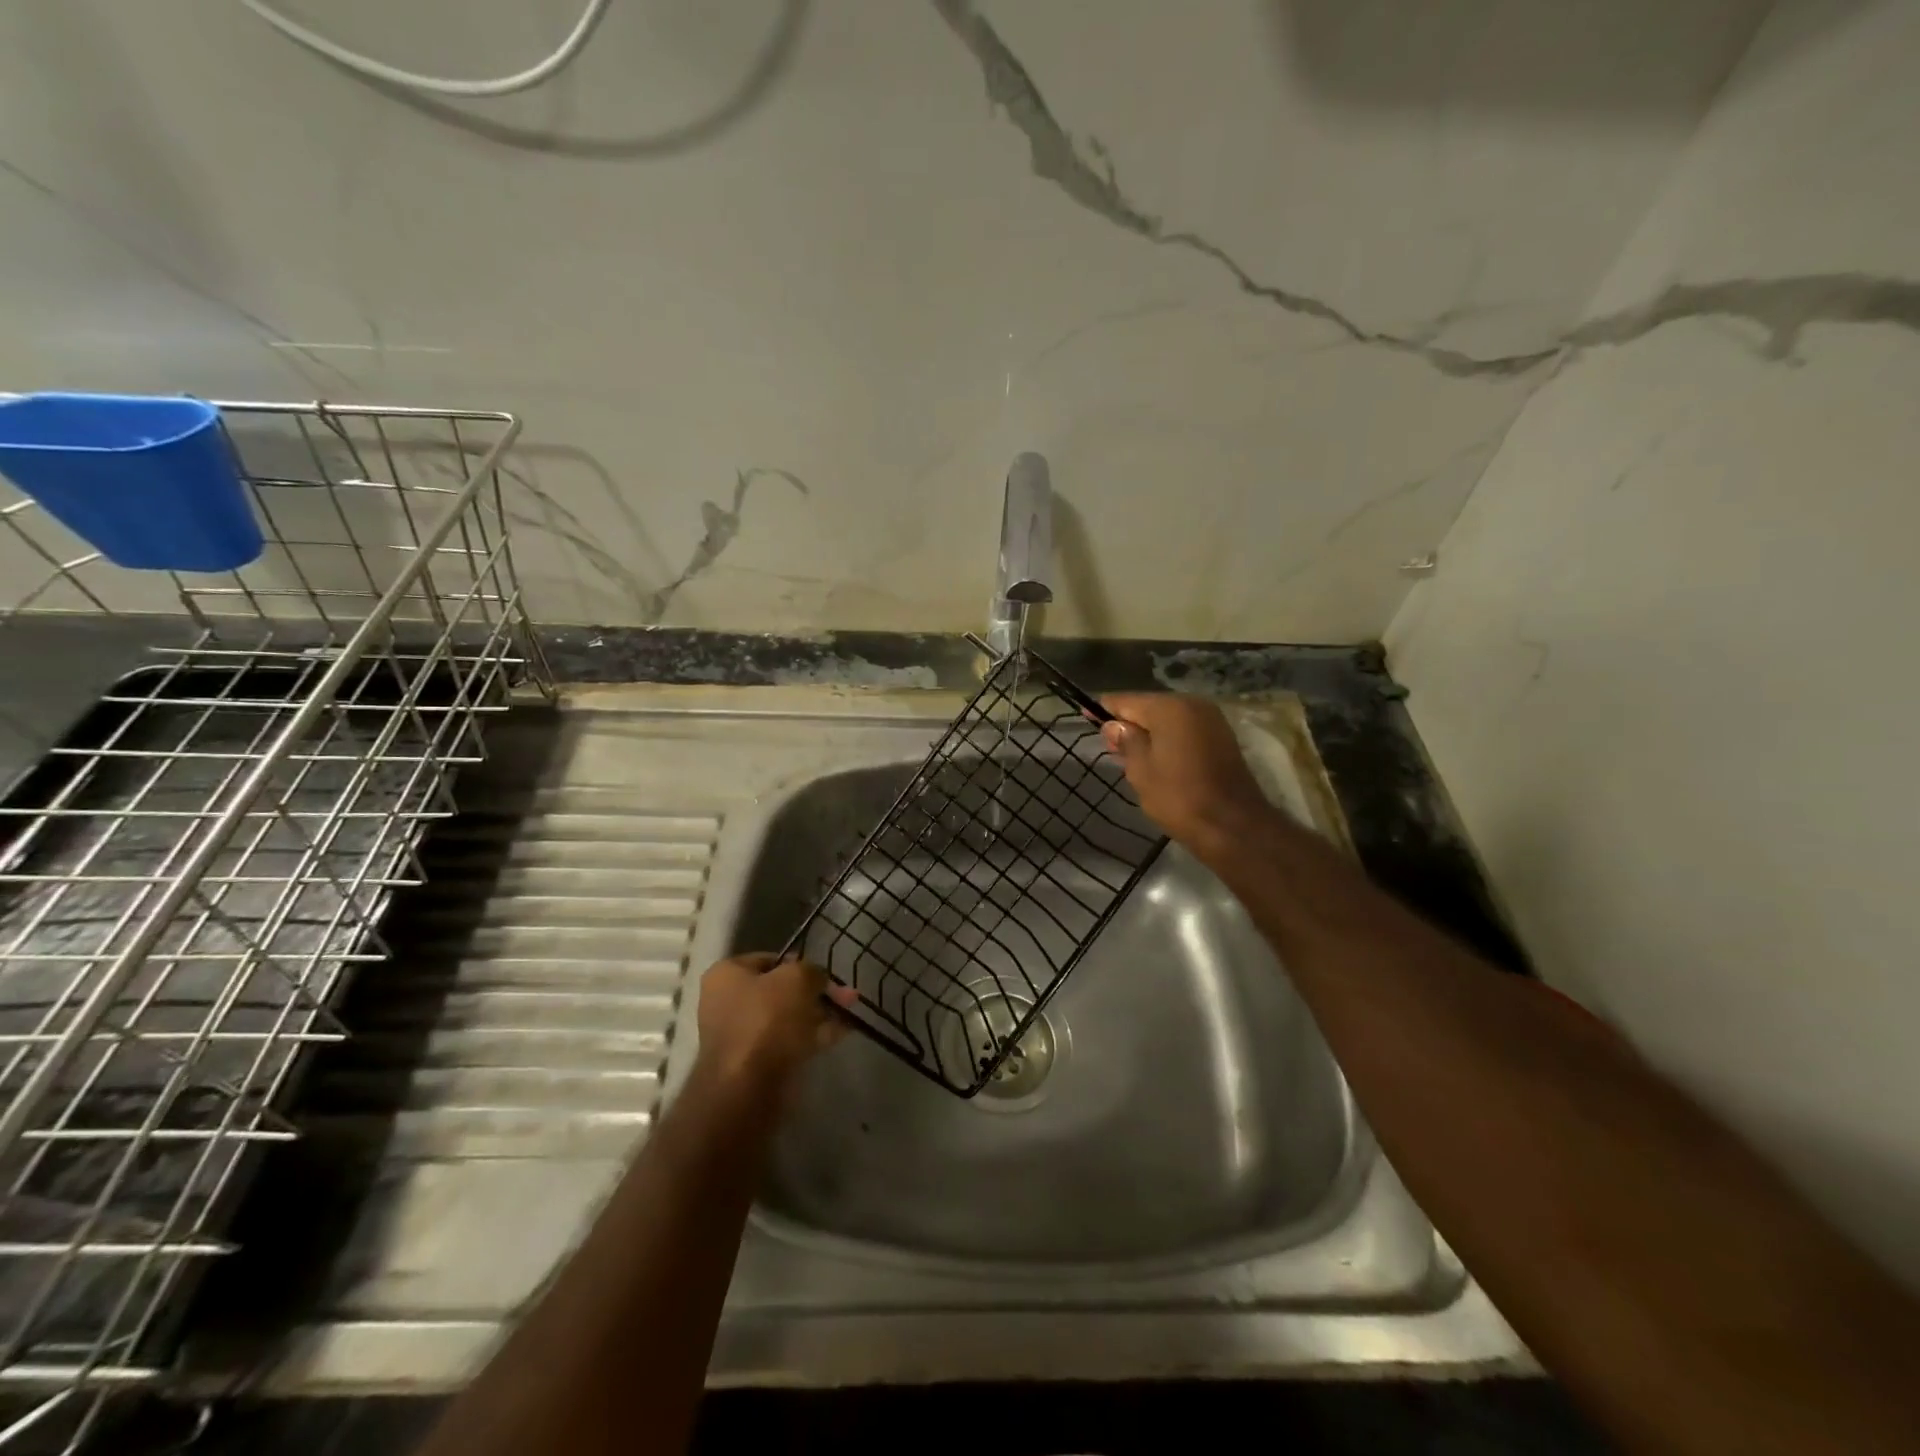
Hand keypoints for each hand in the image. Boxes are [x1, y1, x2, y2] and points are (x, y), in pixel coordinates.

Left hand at [694, 953, 859, 1094]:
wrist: (747, 1087)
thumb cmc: (766, 1019)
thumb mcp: (797, 978)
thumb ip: (812, 970)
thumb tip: (817, 978)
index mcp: (727, 974)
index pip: (769, 959)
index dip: (800, 963)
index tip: (824, 973)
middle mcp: (728, 1002)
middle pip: (780, 990)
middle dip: (815, 992)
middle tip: (845, 995)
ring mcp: (741, 1035)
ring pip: (788, 1017)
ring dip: (818, 1014)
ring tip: (850, 1012)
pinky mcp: (756, 1063)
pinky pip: (789, 1041)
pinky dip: (814, 1036)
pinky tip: (842, 1033)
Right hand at [1099, 694, 1273, 850]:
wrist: (1232, 826)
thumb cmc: (1179, 797)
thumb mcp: (1140, 769)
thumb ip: (1125, 741)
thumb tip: (1113, 725)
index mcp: (1169, 708)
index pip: (1126, 700)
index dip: (1104, 710)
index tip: (1085, 717)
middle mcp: (1192, 704)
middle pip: (1149, 707)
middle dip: (1128, 723)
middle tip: (1110, 746)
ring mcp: (1211, 720)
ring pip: (1168, 719)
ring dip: (1149, 732)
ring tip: (1130, 756)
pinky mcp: (1222, 737)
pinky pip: (1185, 730)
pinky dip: (1168, 739)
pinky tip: (1157, 759)